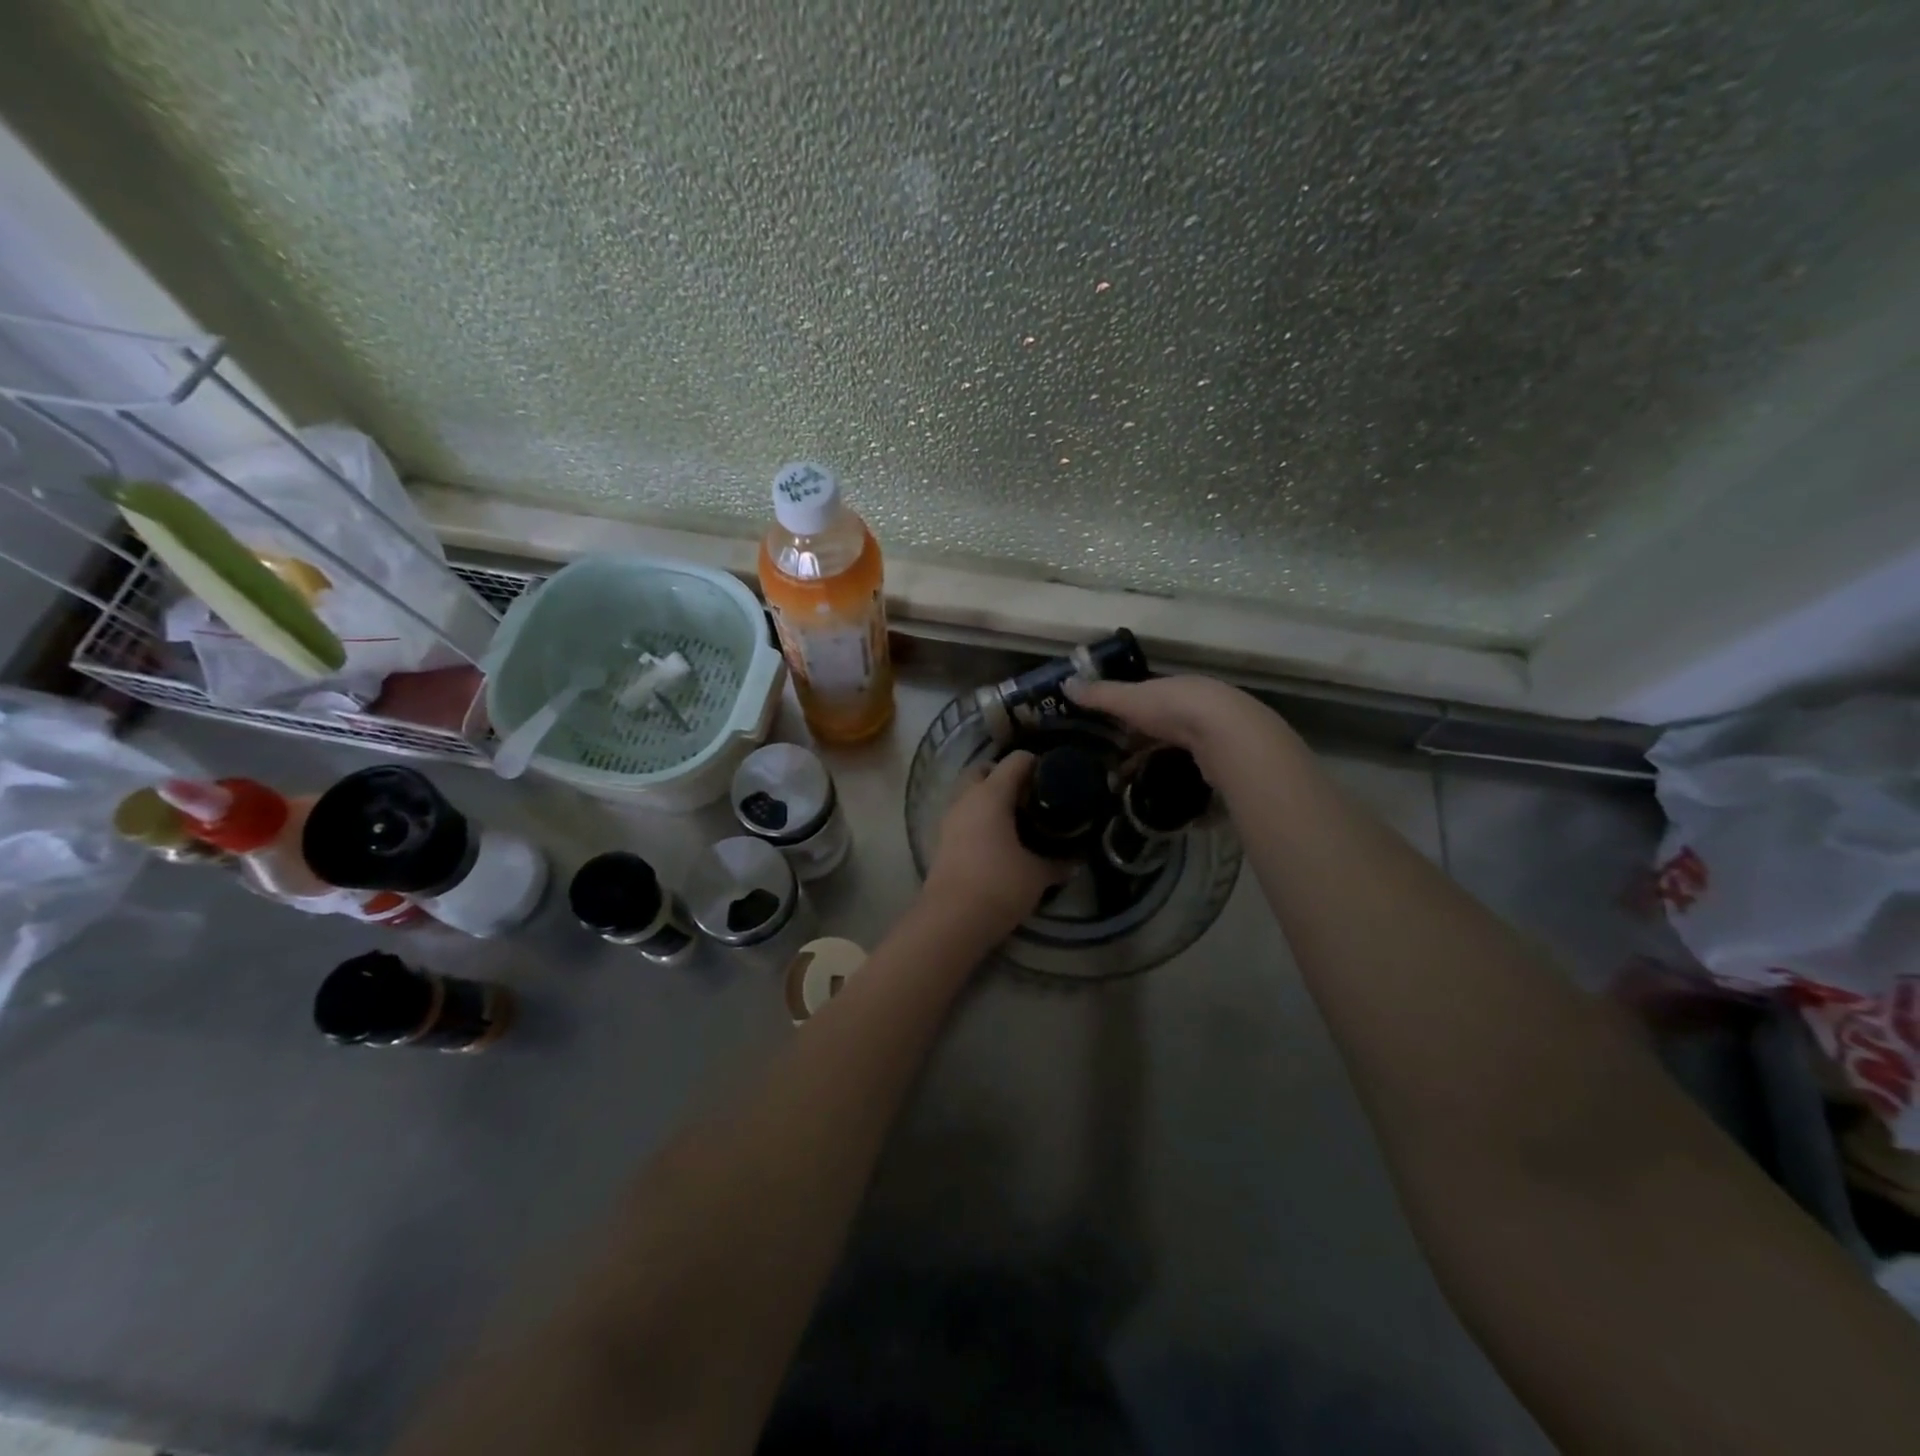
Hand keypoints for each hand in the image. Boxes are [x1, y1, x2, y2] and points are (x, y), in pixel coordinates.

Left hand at [923, 750, 1070, 933]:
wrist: (951, 919)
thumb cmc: (998, 886)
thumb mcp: (1037, 875)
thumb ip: (1058, 863)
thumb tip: (1075, 861)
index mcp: (991, 795)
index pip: (1015, 761)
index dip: (1036, 764)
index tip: (1054, 778)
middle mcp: (966, 799)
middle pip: (983, 770)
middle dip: (1004, 775)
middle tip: (1029, 795)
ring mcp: (949, 819)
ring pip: (969, 793)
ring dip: (988, 797)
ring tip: (1015, 818)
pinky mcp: (941, 840)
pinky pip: (962, 815)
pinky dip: (978, 817)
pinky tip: (997, 838)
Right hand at [1065, 673, 1277, 780]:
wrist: (1225, 734)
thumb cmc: (1173, 709)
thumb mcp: (1129, 700)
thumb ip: (1099, 695)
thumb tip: (1066, 684)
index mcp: (1175, 689)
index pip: (1147, 700)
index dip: (1127, 716)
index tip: (1108, 736)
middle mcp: (1197, 707)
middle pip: (1163, 727)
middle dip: (1141, 745)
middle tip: (1116, 767)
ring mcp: (1214, 735)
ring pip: (1179, 750)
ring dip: (1157, 765)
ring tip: (1133, 787)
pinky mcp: (1224, 761)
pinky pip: (1194, 772)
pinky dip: (1178, 783)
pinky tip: (1162, 794)